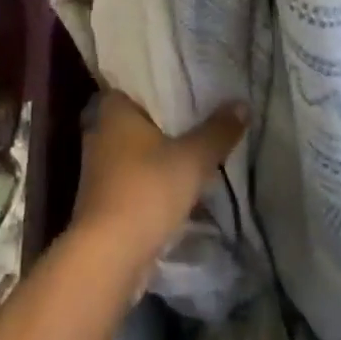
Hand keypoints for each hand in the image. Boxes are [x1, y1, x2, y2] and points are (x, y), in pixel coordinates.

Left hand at [69, 91, 245, 266]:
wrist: (108, 256)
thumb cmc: (146, 191)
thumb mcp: (191, 159)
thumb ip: (217, 131)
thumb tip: (242, 103)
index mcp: (113, 109)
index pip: (136, 83)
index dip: (160, 84)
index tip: (187, 84)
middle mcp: (100, 131)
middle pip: (137, 118)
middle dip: (164, 121)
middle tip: (198, 115)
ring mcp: (98, 168)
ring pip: (135, 150)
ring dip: (158, 154)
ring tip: (194, 149)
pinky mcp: (103, 200)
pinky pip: (133, 177)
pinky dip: (152, 179)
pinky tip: (178, 185)